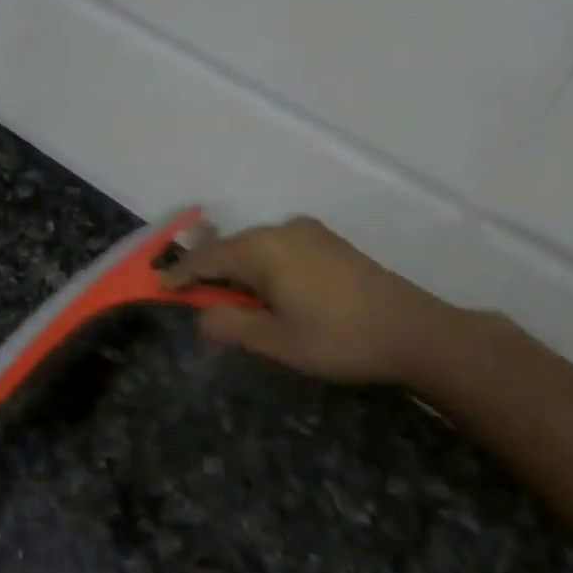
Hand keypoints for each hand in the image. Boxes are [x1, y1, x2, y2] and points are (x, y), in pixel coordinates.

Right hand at [162, 216, 451, 384]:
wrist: (416, 332)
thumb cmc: (338, 339)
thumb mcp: (275, 341)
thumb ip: (229, 326)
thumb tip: (202, 317)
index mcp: (264, 249)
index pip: (207, 259)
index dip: (180, 275)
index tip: (157, 285)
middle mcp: (283, 230)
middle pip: (232, 249)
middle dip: (209, 273)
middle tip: (191, 297)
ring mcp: (310, 233)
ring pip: (257, 249)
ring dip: (238, 272)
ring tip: (228, 300)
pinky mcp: (330, 244)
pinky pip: (280, 250)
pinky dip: (263, 269)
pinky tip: (267, 292)